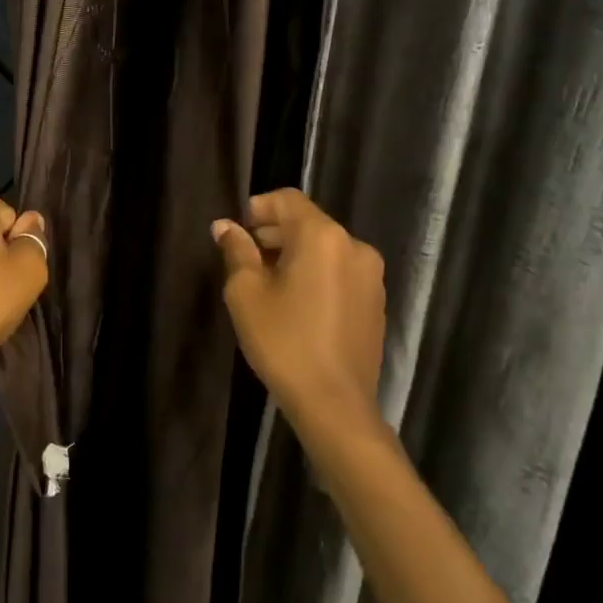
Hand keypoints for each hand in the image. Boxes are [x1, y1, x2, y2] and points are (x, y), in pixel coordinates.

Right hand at [213, 189, 385, 443]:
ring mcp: (371, 276)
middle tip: (245, 261)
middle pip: (308, 223)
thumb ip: (236, 251)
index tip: (237, 233)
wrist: (335, 403)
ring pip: (325, 249)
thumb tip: (225, 226)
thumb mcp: (246, 293)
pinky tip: (297, 306)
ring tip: (269, 286)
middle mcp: (354, 246)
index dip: (258, 208)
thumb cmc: (284, 341)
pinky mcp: (376, 302)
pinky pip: (340, 272)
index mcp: (323, 236)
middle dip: (274, 234)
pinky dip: (317, 275)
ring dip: (295, 256)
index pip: (287, 199)